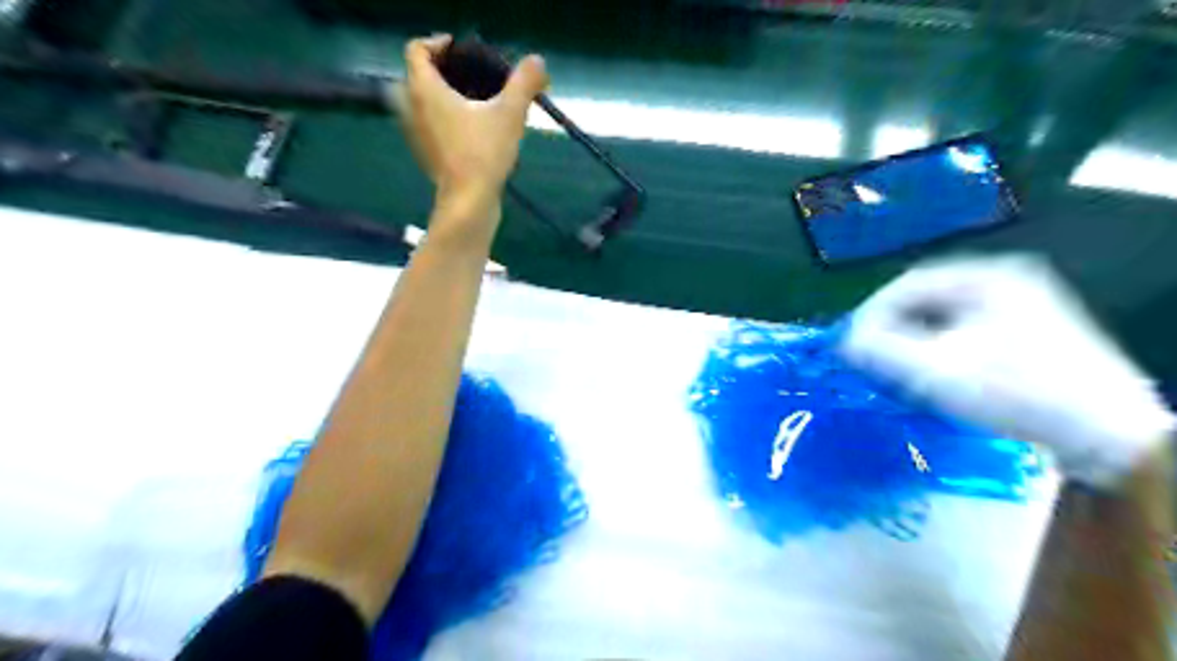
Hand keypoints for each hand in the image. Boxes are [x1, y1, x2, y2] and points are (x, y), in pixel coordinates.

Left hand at [389, 34, 546, 237]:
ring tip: (474, 104)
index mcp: (424, 90)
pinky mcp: (427, 156)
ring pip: (422, 104)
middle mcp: (412, 109)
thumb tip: (538, 62)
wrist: (469, 203)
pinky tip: (472, 131)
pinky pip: (431, 127)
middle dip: (440, 71)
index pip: (417, 49)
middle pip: (416, 76)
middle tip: (469, 76)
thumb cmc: (483, 154)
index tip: (463, 51)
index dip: (438, 43)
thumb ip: (523, 83)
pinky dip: (445, 121)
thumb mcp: (510, 114)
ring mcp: (417, 135)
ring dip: (442, 97)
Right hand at [842, 256, 1171, 487]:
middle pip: (926, 298)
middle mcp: (1004, 280)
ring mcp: (1021, 304)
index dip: (871, 311)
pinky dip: (937, 346)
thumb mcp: (937, 371)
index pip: (907, 283)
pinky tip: (930, 370)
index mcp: (986, 277)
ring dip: (912, 337)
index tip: (850, 341)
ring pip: (944, 315)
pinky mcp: (1028, 330)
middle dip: (891, 326)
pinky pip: (964, 329)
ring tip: (893, 365)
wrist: (1106, 433)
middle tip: (868, 354)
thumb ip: (881, 351)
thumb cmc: (1016, 392)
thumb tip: (844, 341)